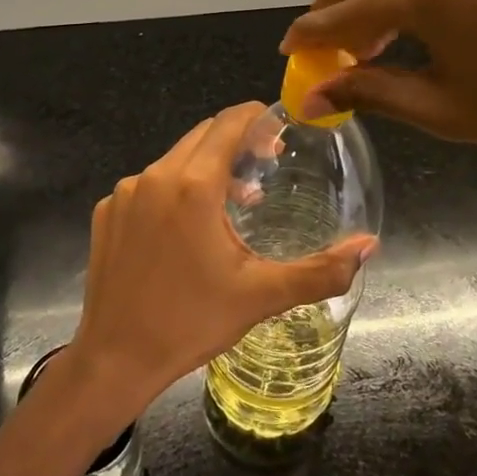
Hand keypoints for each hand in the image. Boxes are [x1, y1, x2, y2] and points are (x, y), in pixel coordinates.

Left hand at [67, 103, 375, 422]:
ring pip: (174, 159)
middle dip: (236, 141)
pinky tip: (186, 228)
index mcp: (193, 186)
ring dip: (206, 167)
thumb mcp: (261, 296)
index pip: (229, 123)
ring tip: (234, 201)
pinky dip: (174, 189)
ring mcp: (125, 192)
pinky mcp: (107, 210)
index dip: (257, 118)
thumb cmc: (191, 322)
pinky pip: (148, 184)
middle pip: (202, 135)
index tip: (279, 133)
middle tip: (265, 166)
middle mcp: (155, 176)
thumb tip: (369, 245)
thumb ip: (321, 270)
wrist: (115, 357)